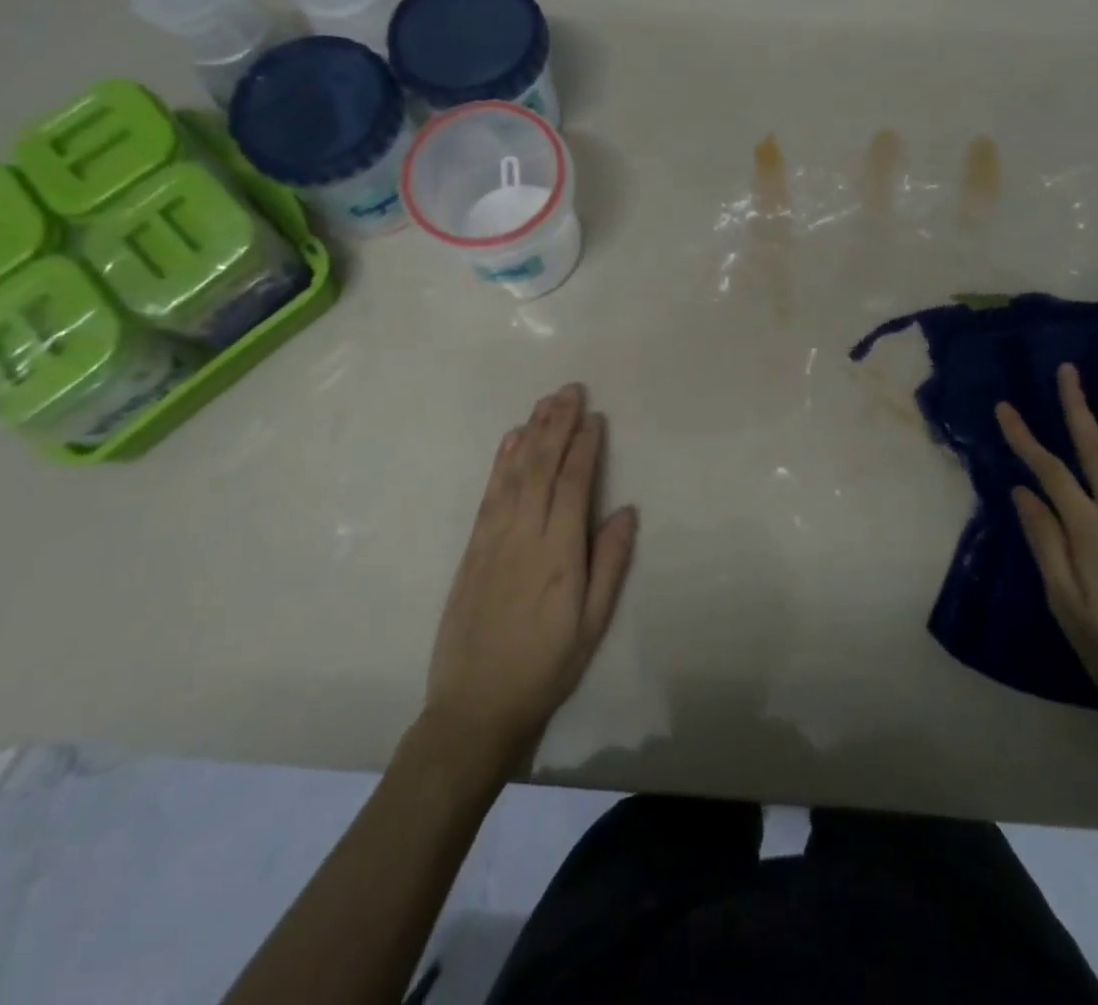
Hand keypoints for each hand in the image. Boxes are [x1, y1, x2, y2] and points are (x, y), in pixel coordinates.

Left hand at [424, 383, 637, 769]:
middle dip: (557, 424)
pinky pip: (489, 492)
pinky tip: (511, 440)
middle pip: (542, 466)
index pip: (573, 484)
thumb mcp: (593, 624)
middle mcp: (524, 535)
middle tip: (571, 390)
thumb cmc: (546, 667)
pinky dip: (501, 460)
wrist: (474, 706)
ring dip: (531, 432)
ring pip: (514, 472)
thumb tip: (625, 509)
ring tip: (546, 402)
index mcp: (560, 554)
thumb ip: (610, 563)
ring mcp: (492, 538)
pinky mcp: (472, 547)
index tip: (595, 417)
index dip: (585, 446)